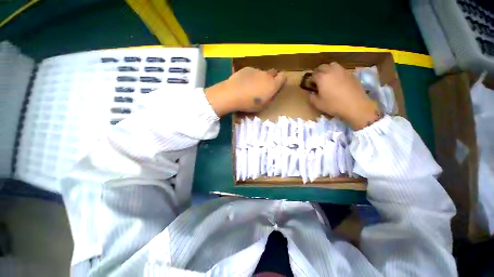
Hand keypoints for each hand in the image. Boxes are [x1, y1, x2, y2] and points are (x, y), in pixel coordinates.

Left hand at [205, 67, 286, 115]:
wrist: (232, 94)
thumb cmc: (249, 104)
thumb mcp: (263, 106)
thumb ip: (270, 98)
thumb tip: (271, 94)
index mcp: (272, 85)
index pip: (283, 77)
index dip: (281, 80)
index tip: (278, 85)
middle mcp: (266, 75)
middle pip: (273, 73)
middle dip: (272, 78)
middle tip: (264, 87)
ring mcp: (256, 70)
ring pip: (262, 73)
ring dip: (260, 78)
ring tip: (251, 87)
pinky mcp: (247, 68)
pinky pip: (252, 72)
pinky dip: (251, 76)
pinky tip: (243, 83)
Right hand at [309, 62, 379, 129]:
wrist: (355, 105)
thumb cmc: (334, 105)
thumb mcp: (318, 104)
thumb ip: (312, 97)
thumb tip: (312, 93)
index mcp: (321, 78)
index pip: (313, 75)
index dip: (310, 80)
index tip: (310, 86)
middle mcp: (331, 71)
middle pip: (322, 67)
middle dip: (318, 72)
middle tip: (317, 81)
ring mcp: (342, 71)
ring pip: (332, 65)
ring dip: (327, 70)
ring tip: (327, 78)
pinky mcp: (350, 73)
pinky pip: (340, 69)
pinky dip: (336, 73)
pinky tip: (337, 81)